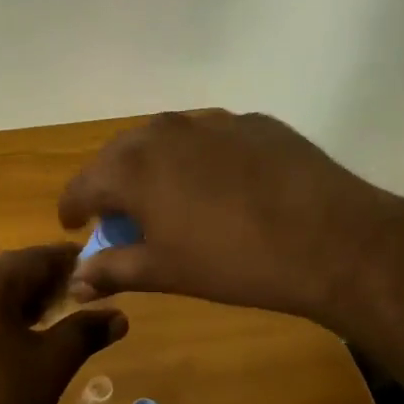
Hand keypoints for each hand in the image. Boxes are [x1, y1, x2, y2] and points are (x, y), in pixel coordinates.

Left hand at [0, 245, 127, 403]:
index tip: (104, 280)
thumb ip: (86, 330)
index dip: (74, 267)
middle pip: (13, 270)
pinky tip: (22, 339)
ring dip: (24, 301)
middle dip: (48, 286)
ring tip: (57, 327)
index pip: (39, 257)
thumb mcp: (52, 364)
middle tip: (83, 308)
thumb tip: (119, 316)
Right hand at [58, 110, 403, 324]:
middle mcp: (164, 132)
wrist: (331, 240)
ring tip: (168, 198)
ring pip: (164, 140)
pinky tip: (220, 187)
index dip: (72, 208)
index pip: (82, 185)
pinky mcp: (253, 122)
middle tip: (120, 215)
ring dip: (154, 167)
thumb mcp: (165, 272)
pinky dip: (199, 159)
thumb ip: (112, 270)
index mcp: (132, 167)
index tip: (73, 226)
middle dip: (111, 184)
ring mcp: (211, 122)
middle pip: (119, 155)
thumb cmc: (232, 261)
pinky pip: (209, 138)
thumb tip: (75, 282)